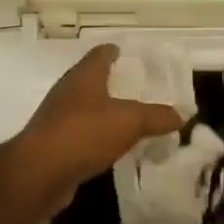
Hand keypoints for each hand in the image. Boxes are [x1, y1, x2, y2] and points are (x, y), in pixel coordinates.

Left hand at [13, 45, 185, 203]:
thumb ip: (158, 116)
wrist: (40, 173)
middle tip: (138, 88)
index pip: (100, 54)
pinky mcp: (54, 145)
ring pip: (86, 108)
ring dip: (104, 112)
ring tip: (129, 118)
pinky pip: (81, 135)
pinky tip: (112, 146)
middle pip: (91, 80)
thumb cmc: (85, 132)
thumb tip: (183, 114)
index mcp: (84, 76)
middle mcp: (68, 92)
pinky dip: (97, 137)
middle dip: (112, 82)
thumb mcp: (130, 121)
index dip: (114, 51)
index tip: (127, 52)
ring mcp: (57, 119)